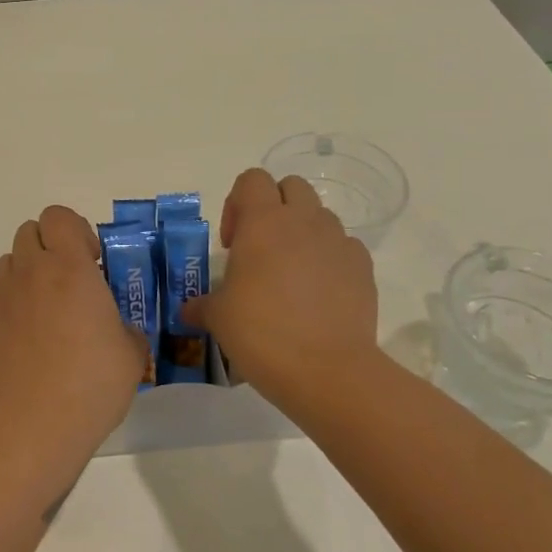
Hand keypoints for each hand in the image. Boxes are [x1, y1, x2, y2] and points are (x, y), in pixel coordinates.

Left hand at [0, 205, 145, 461]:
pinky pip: (0, 304)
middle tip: (71, 280)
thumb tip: (117, 331)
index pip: (58, 216)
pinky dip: (15, 311)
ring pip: (9, 263)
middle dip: (49, 246)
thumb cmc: (92, 382)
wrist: (34, 424)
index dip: (75, 229)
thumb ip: (125, 329)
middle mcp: (31, 274)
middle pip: (28, 232)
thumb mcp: (131, 353)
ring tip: (49, 308)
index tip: (92, 259)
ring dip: (28, 273)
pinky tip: (31, 346)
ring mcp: (3, 301)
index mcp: (69, 268)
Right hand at [180, 168, 384, 412]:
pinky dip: (330, 259)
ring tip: (291, 274)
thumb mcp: (218, 318)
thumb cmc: (261, 333)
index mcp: (262, 222)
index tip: (232, 243)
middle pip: (290, 187)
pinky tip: (319, 294)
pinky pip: (344, 247)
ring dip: (303, 233)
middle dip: (274, 208)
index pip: (251, 180)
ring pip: (320, 216)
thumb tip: (188, 310)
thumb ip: (201, 305)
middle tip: (260, 249)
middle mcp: (303, 221)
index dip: (237, 204)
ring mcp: (338, 242)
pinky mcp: (364, 268)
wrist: (328, 371)